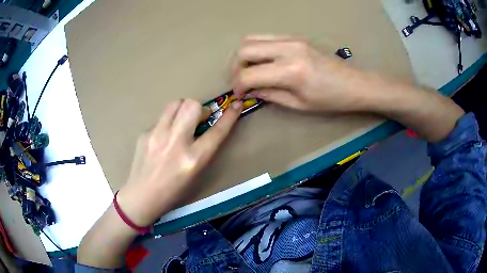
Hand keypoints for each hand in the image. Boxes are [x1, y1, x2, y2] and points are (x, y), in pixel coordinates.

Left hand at [116, 99, 242, 226]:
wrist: (142, 196)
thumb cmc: (173, 191)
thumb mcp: (195, 173)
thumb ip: (202, 149)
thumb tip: (202, 128)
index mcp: (194, 158)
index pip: (217, 131)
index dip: (230, 116)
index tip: (236, 104)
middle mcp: (176, 142)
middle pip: (192, 105)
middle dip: (199, 108)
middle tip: (198, 119)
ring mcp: (157, 135)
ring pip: (175, 104)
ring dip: (183, 109)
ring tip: (180, 122)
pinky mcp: (144, 133)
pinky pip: (161, 119)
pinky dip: (167, 124)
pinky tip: (162, 139)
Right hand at [233, 35, 370, 112]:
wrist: (354, 83)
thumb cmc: (331, 100)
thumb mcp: (298, 104)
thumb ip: (270, 95)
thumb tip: (250, 90)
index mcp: (290, 71)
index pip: (248, 74)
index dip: (238, 86)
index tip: (239, 94)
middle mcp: (288, 48)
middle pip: (244, 49)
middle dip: (236, 67)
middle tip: (242, 81)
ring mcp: (292, 39)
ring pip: (252, 38)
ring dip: (245, 55)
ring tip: (251, 70)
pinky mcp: (295, 36)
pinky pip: (266, 37)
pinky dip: (258, 48)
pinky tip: (264, 61)